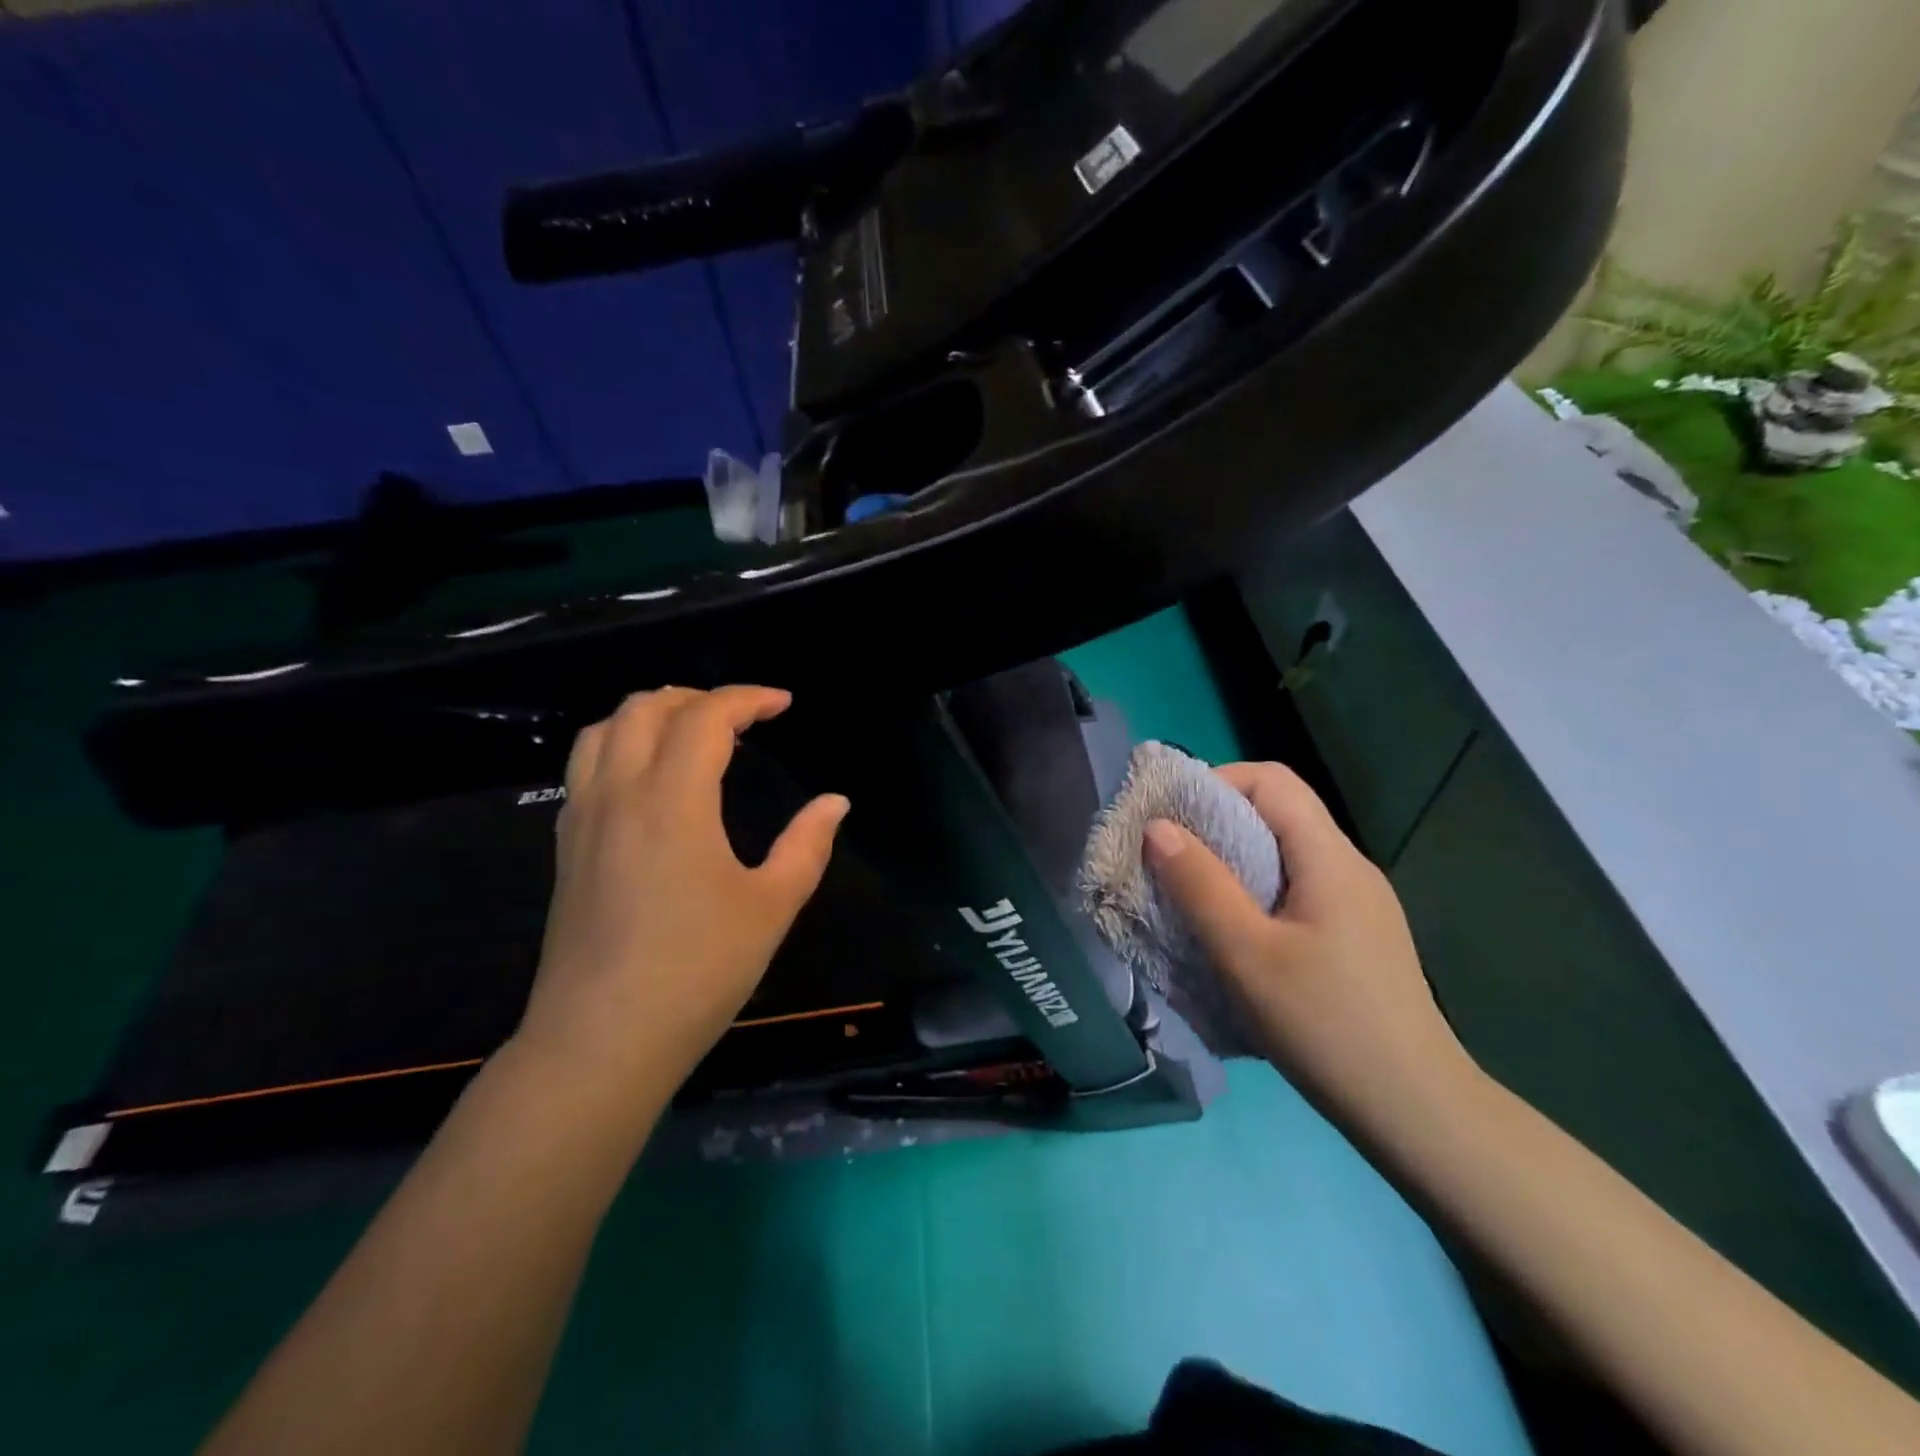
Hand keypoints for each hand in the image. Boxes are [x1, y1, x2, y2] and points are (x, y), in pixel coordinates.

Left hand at [514, 686, 848, 1097]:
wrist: (600, 1042)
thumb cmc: (698, 971)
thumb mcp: (772, 907)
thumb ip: (807, 845)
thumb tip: (835, 801)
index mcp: (674, 800)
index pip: (706, 717)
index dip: (748, 699)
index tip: (782, 704)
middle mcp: (620, 794)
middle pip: (645, 708)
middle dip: (697, 697)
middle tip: (741, 717)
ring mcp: (583, 819)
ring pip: (603, 730)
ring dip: (651, 714)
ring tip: (692, 733)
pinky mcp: (566, 847)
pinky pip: (586, 766)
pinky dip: (621, 745)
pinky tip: (650, 779)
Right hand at [1142, 762, 1480, 1134]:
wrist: (1417, 1112)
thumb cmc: (1325, 1026)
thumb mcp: (1246, 955)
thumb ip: (1200, 885)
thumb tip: (1157, 827)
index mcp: (1330, 858)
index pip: (1271, 780)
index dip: (1216, 782)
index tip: (1171, 818)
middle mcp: (1350, 867)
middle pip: (1279, 812)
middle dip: (1217, 821)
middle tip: (1169, 855)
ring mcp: (1359, 902)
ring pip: (1287, 852)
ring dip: (1234, 858)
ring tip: (1192, 892)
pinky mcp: (1357, 935)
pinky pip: (1299, 887)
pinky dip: (1256, 889)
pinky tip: (1236, 930)